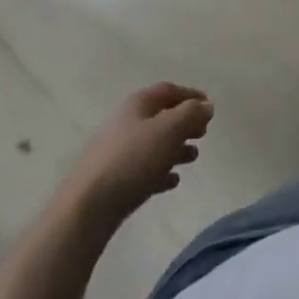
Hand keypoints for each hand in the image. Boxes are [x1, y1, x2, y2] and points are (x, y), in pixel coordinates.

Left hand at [72, 82, 211, 219]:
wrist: (89, 207)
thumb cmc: (133, 159)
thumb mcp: (169, 130)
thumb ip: (191, 114)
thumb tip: (206, 106)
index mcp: (138, 105)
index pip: (168, 91)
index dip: (190, 95)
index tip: (209, 106)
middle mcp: (126, 123)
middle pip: (161, 117)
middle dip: (184, 123)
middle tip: (203, 133)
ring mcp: (118, 152)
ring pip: (154, 144)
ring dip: (176, 148)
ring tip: (193, 158)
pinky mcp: (115, 179)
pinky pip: (144, 169)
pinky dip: (161, 171)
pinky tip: (172, 181)